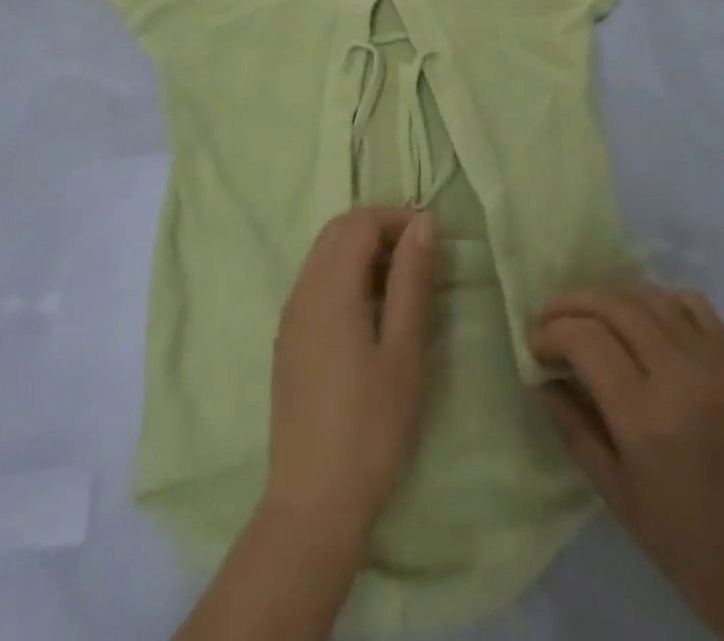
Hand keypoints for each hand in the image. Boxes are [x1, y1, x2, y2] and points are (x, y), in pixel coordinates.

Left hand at [264, 206, 440, 548]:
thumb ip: (412, 280)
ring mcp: (291, 318)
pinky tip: (374, 316)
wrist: (314, 506)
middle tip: (421, 258)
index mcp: (328, 289)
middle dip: (380, 231)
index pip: (359, 222)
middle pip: (338, 233)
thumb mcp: (404, 350)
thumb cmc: (371, 427)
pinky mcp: (289, 343)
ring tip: (403, 287)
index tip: (434, 239)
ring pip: (325, 257)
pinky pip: (317, 286)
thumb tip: (424, 222)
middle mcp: (302, 292)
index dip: (397, 218)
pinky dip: (347, 278)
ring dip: (364, 254)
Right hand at [533, 286, 723, 640]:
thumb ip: (574, 428)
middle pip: (614, 306)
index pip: (585, 340)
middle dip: (572, 304)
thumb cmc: (686, 543)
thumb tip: (543, 380)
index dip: (552, 333)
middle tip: (550, 319)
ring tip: (591, 318)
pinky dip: (659, 300)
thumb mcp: (615, 493)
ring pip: (649, 297)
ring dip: (611, 299)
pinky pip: (692, 303)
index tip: (536, 346)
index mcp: (645, 417)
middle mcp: (679, 375)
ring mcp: (714, 361)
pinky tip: (644, 320)